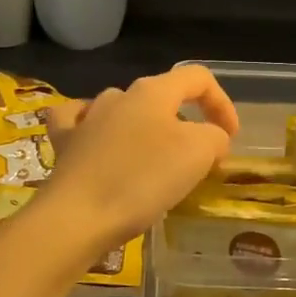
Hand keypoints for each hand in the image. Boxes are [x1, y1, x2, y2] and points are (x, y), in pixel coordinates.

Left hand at [44, 66, 238, 243]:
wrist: (77, 217)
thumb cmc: (143, 180)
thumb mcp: (199, 154)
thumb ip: (214, 137)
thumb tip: (211, 140)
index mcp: (153, 91)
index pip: (197, 79)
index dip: (222, 103)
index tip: (231, 138)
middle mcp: (118, 96)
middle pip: (163, 97)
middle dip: (187, 122)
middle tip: (199, 158)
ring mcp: (86, 118)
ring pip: (125, 111)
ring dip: (147, 129)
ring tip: (156, 160)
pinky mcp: (64, 145)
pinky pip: (81, 124)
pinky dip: (96, 129)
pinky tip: (99, 140)